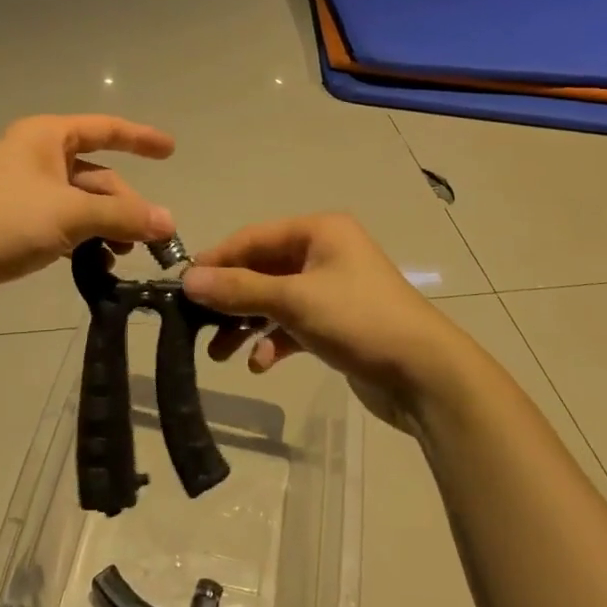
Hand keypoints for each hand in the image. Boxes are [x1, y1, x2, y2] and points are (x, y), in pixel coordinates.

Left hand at [0, 115, 175, 323]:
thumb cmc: (1, 220)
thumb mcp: (69, 213)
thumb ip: (122, 216)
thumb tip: (168, 223)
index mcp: (46, 138)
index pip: (105, 129)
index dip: (140, 138)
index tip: (171, 151)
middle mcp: (36, 159)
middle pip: (97, 175)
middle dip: (126, 204)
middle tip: (151, 238)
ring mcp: (24, 195)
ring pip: (81, 205)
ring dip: (107, 227)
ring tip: (124, 255)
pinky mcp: (14, 227)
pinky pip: (62, 228)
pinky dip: (83, 242)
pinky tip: (97, 266)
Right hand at [181, 214, 476, 430]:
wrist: (424, 374)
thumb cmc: (358, 321)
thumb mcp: (294, 300)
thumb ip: (239, 289)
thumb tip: (187, 279)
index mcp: (319, 232)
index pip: (254, 237)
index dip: (217, 260)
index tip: (182, 286)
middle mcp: (325, 253)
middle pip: (262, 270)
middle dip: (231, 299)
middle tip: (196, 325)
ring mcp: (333, 290)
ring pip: (275, 300)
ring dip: (247, 324)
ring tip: (221, 355)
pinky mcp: (337, 324)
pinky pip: (293, 325)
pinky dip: (274, 342)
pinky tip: (261, 365)